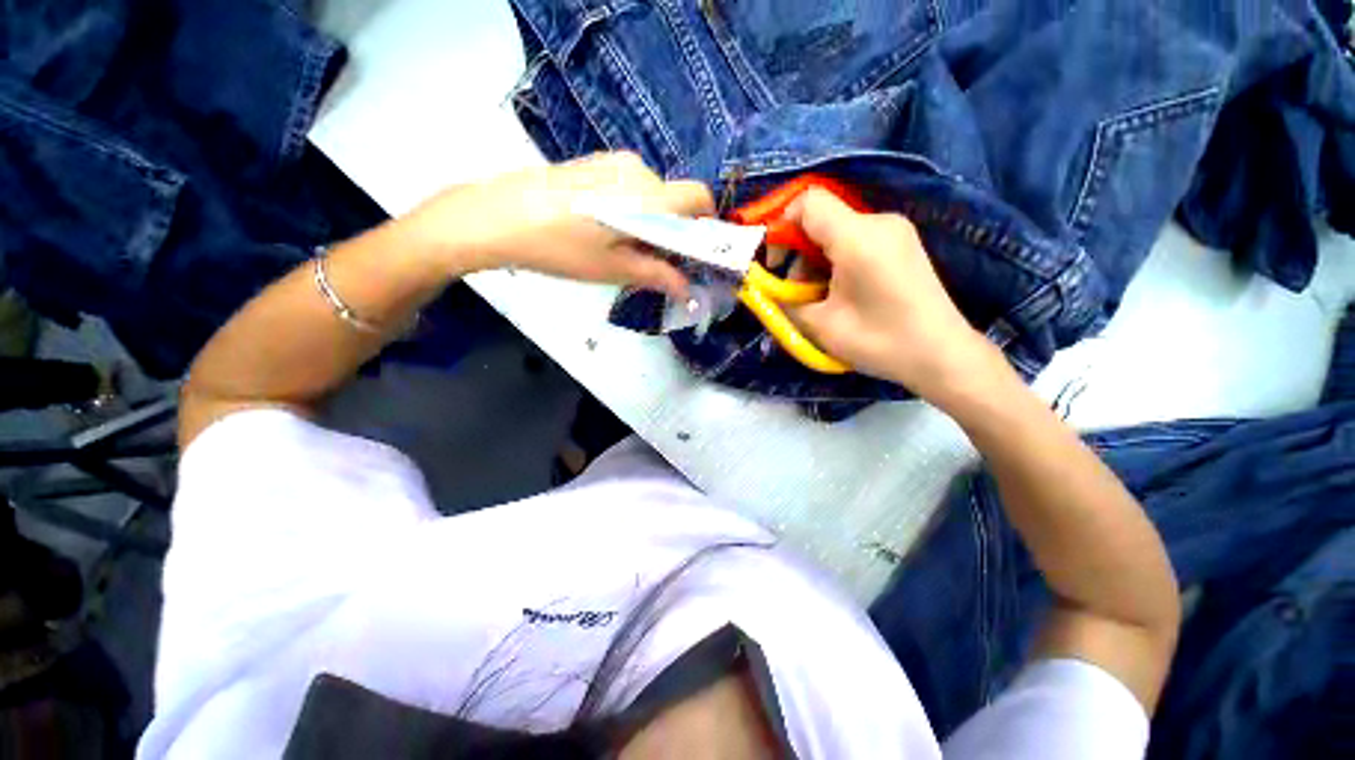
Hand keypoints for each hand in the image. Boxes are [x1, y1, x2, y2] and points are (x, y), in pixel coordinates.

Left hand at [404, 152, 712, 297]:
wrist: (499, 217)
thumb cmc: (562, 248)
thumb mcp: (614, 269)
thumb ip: (658, 275)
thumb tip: (689, 290)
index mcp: (648, 196)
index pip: (699, 197)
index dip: (707, 224)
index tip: (696, 251)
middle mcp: (638, 170)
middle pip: (676, 200)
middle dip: (675, 231)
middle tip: (653, 260)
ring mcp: (614, 161)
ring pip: (653, 195)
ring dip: (652, 222)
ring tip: (622, 247)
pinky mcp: (596, 162)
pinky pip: (631, 187)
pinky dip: (633, 210)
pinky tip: (604, 228)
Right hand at [784, 188, 1002, 399]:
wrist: (942, 356)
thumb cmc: (880, 342)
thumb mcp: (819, 325)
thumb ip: (784, 301)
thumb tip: (764, 289)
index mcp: (858, 236)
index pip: (807, 202)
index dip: (780, 226)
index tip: (774, 263)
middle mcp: (879, 221)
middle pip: (821, 219)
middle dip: (797, 253)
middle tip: (795, 292)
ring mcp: (895, 231)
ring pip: (836, 232)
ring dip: (816, 262)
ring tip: (819, 300)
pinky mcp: (902, 244)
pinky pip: (855, 241)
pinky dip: (836, 263)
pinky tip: (841, 294)